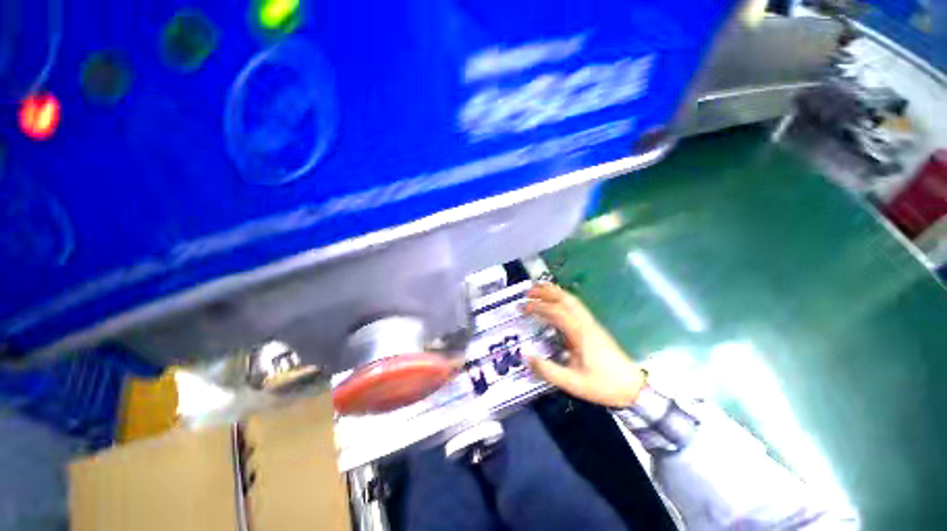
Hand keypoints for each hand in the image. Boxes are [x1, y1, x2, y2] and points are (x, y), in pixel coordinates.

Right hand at [524, 283, 645, 407]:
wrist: (633, 387)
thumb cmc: (603, 385)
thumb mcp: (572, 383)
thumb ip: (548, 370)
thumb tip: (526, 357)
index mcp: (580, 334)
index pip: (556, 312)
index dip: (538, 306)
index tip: (523, 307)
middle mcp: (586, 323)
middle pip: (565, 299)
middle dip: (546, 292)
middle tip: (529, 290)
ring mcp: (591, 323)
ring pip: (572, 300)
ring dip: (555, 292)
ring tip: (540, 288)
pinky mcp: (594, 327)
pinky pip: (576, 306)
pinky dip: (563, 298)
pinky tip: (557, 301)